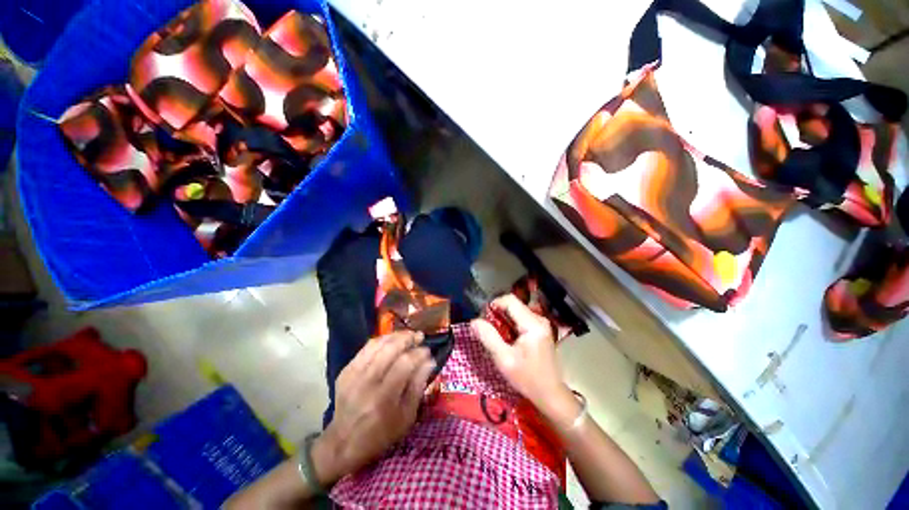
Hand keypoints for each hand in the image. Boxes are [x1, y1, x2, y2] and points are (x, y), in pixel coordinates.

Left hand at [313, 331, 435, 484]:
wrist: (342, 443)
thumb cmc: (381, 434)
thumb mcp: (406, 417)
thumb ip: (418, 385)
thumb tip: (430, 360)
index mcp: (383, 398)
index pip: (405, 364)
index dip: (419, 353)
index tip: (428, 351)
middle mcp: (366, 383)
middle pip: (390, 349)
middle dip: (408, 338)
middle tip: (419, 336)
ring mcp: (353, 375)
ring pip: (377, 344)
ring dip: (395, 336)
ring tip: (407, 335)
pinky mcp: (346, 371)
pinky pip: (366, 348)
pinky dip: (381, 341)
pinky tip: (391, 341)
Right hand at [472, 295, 569, 409]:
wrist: (550, 394)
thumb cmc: (527, 378)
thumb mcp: (504, 359)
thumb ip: (488, 337)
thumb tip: (473, 321)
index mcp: (532, 324)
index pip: (510, 300)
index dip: (494, 304)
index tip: (483, 318)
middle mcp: (539, 319)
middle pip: (513, 305)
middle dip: (497, 313)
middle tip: (486, 328)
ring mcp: (541, 324)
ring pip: (516, 311)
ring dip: (502, 319)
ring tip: (495, 335)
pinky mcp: (540, 329)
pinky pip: (520, 319)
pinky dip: (509, 324)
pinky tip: (505, 338)